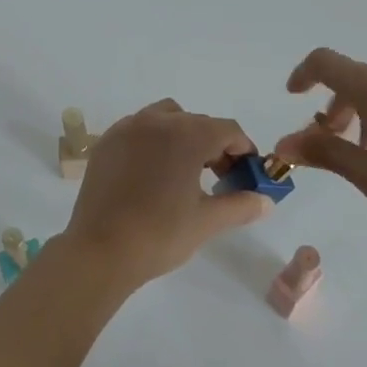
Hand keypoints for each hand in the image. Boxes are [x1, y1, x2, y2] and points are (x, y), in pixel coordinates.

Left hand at [63, 99, 273, 290]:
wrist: (100, 249)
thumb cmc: (160, 234)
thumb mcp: (207, 222)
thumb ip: (241, 205)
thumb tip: (266, 201)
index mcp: (187, 135)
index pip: (227, 130)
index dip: (243, 149)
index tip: (247, 173)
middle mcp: (157, 120)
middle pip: (198, 122)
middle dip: (215, 144)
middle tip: (220, 177)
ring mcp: (128, 127)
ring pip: (167, 117)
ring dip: (183, 135)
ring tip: (185, 170)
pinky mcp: (107, 141)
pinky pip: (139, 128)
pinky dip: (154, 140)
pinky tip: (153, 172)